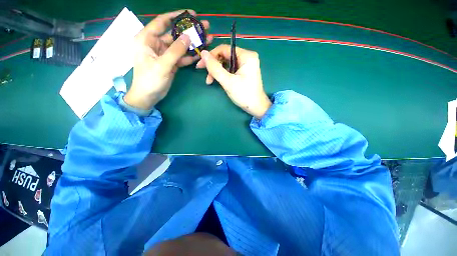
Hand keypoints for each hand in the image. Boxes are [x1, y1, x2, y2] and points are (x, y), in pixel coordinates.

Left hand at [124, 10, 212, 109]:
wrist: (149, 96)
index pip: (162, 21)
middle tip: (205, 26)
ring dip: (193, 43)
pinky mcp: (171, 63)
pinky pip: (182, 57)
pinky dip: (190, 56)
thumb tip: (188, 37)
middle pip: (175, 33)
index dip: (177, 16)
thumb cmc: (150, 79)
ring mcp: (165, 54)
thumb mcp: (162, 64)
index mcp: (147, 38)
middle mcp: (156, 43)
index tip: (191, 14)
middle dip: (189, 30)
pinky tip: (201, 53)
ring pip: (180, 46)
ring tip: (207, 39)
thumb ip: (175, 51)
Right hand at [196, 45, 271, 118]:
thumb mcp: (228, 82)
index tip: (200, 65)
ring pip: (227, 64)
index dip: (211, 56)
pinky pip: (231, 70)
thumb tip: (203, 53)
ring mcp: (246, 65)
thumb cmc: (244, 95)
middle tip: (206, 76)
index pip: (224, 49)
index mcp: (246, 56)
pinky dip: (223, 75)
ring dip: (217, 72)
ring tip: (210, 81)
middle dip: (214, 66)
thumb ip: (215, 68)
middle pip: (225, 56)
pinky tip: (218, 81)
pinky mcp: (244, 72)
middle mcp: (247, 57)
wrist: (256, 107)